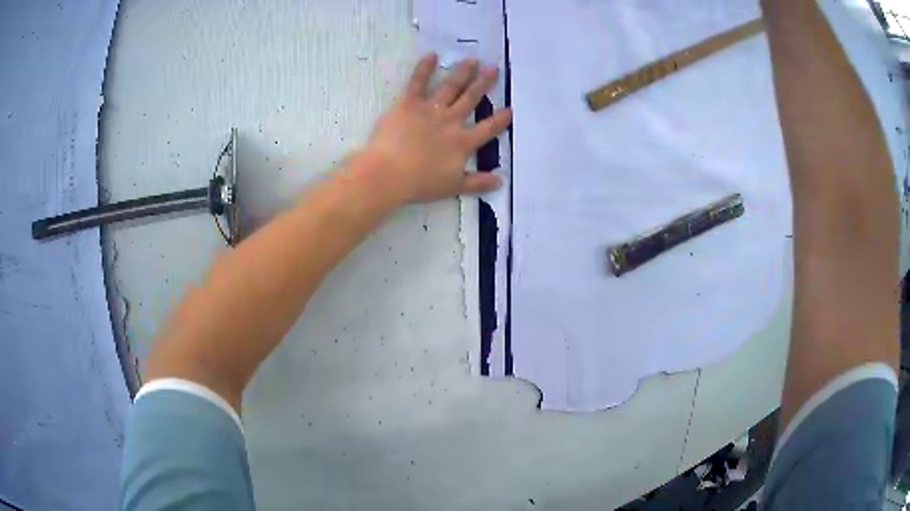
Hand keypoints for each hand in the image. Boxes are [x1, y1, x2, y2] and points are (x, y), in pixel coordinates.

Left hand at [359, 53, 512, 203]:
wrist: (390, 173)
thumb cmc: (420, 183)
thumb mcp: (453, 186)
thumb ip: (477, 182)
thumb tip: (500, 182)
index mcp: (462, 142)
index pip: (487, 129)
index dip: (500, 120)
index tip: (510, 108)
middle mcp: (451, 121)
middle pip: (471, 99)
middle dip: (483, 83)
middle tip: (494, 68)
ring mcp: (430, 109)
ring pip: (450, 87)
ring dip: (462, 72)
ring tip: (472, 59)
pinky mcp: (409, 103)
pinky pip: (417, 82)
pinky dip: (424, 68)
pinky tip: (432, 55)